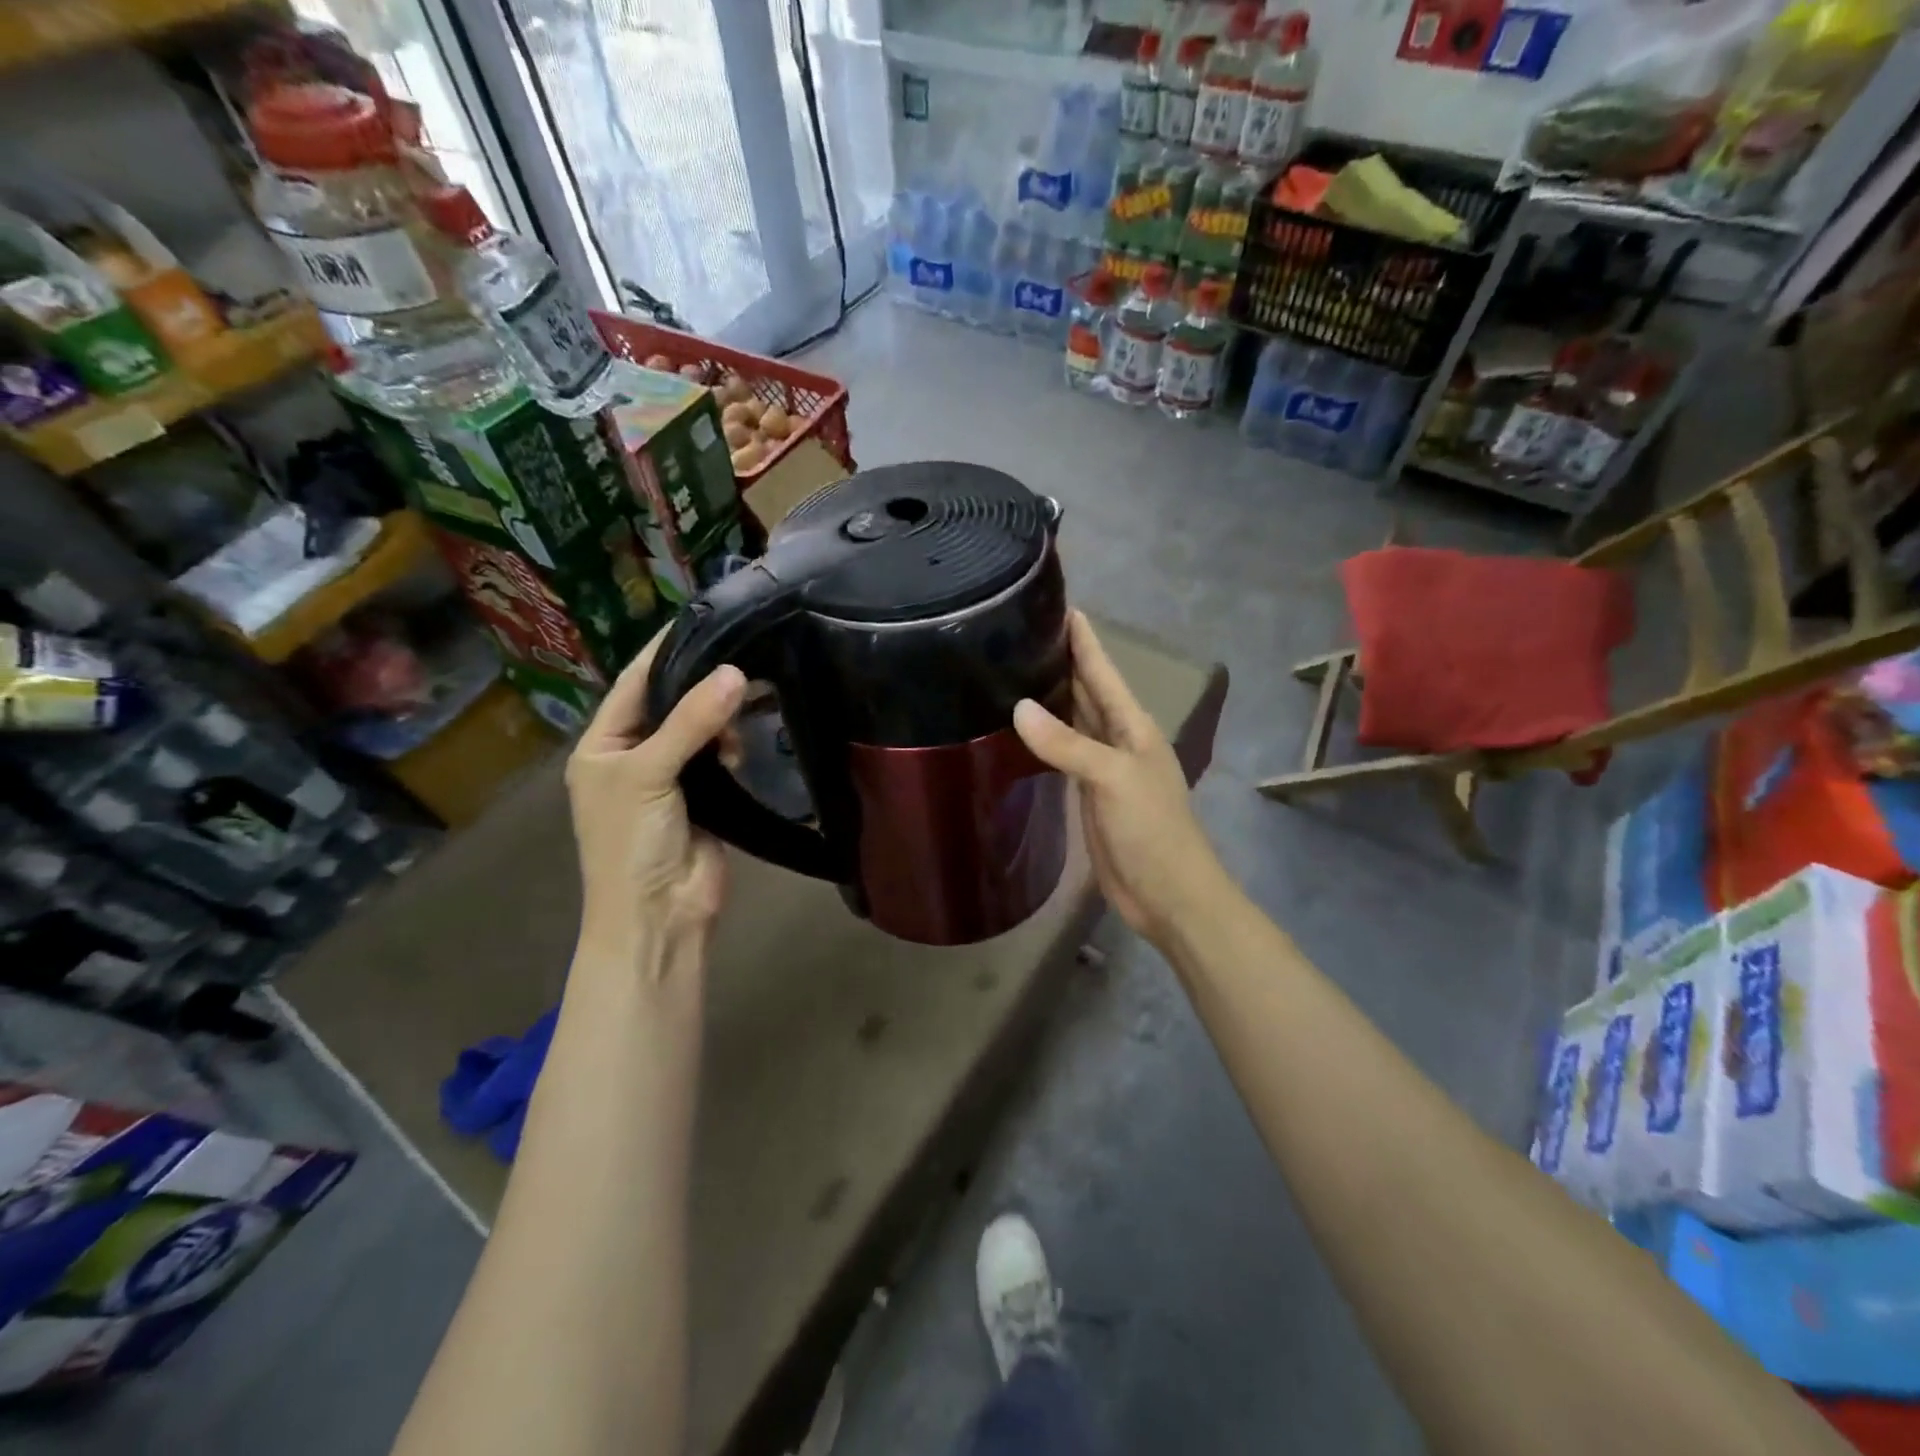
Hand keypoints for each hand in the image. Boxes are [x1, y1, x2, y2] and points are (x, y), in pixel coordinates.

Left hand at [565, 632, 746, 961]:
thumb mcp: (649, 774)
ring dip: (721, 717)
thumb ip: (691, 723)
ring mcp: (671, 777)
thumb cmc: (632, 843)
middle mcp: (634, 755)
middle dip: (702, 681)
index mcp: (602, 745)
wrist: (658, 917)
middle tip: (744, 649)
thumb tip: (735, 673)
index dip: (664, 650)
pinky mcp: (706, 797)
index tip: (703, 617)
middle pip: (671, 703)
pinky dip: (733, 746)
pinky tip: (745, 741)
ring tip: (749, 698)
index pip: (634, 683)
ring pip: (701, 729)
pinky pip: (721, 757)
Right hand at [1014, 611, 1227, 946]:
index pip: (1102, 671)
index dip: (1083, 639)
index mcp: (1132, 726)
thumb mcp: (1112, 779)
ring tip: (1013, 669)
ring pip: (1072, 720)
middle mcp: (1117, 738)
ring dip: (1050, 696)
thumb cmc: (1151, 830)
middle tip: (1020, 631)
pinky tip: (1021, 727)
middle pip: (1087, 690)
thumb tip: (1019, 708)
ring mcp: (1102, 767)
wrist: (1166, 893)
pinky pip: (1062, 753)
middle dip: (1061, 660)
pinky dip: (1044, 737)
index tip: (1058, 603)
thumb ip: (1068, 744)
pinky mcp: (1087, 793)